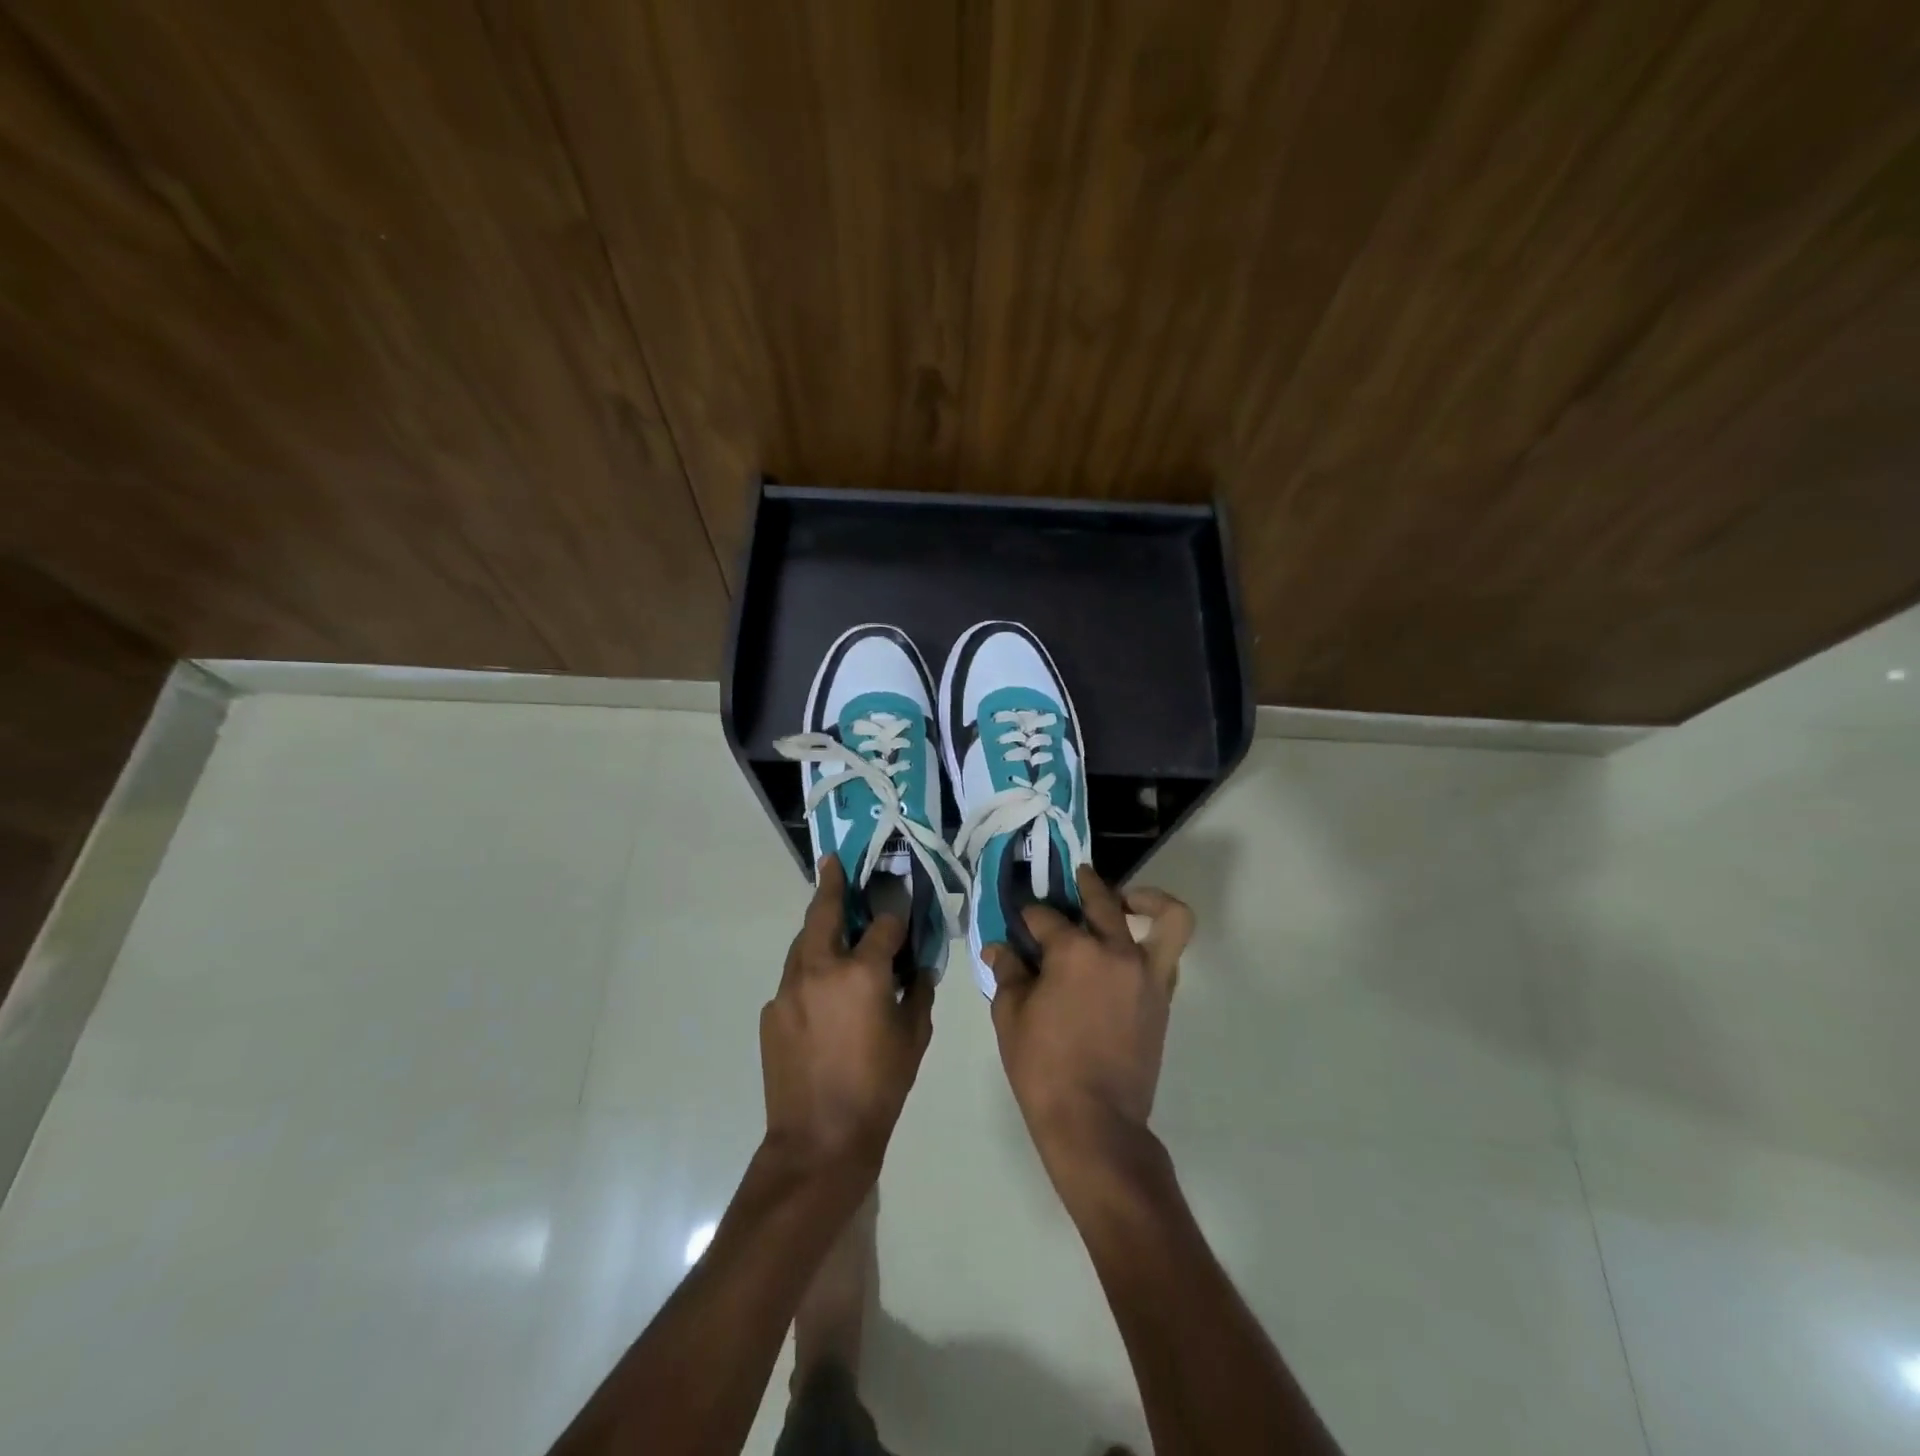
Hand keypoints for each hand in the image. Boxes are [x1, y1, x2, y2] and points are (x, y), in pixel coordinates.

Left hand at [761, 858, 934, 1178]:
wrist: (819, 1139)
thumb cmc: (879, 1088)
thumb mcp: (914, 1038)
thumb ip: (917, 994)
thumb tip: (917, 970)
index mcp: (862, 972)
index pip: (884, 925)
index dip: (897, 916)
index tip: (903, 912)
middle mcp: (820, 968)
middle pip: (824, 912)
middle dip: (832, 885)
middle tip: (833, 863)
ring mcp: (789, 988)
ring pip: (803, 942)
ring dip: (818, 927)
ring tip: (830, 918)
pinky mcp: (772, 1010)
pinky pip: (794, 978)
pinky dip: (810, 971)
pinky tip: (822, 990)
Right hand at [985, 867, 1193, 1174]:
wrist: (1095, 1122)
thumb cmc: (1044, 1068)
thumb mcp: (1011, 1017)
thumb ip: (1007, 973)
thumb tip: (999, 947)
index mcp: (1074, 951)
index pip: (1046, 916)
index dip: (1028, 916)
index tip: (1019, 921)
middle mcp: (1116, 951)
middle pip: (1102, 900)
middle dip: (1083, 885)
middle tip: (1072, 881)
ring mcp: (1146, 972)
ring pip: (1163, 916)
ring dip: (1145, 900)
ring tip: (1125, 900)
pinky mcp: (1162, 996)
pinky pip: (1169, 953)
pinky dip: (1155, 940)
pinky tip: (1127, 948)